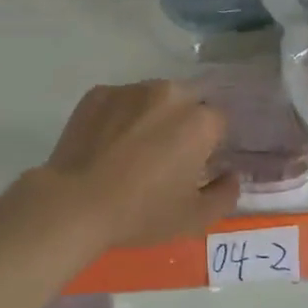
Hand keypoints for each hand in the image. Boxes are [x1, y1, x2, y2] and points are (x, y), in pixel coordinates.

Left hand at [38, 81, 240, 249]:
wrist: (75, 204)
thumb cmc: (141, 213)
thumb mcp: (194, 218)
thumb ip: (226, 194)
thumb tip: (232, 176)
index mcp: (200, 120)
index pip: (218, 124)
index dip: (209, 146)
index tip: (194, 168)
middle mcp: (169, 94)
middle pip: (188, 103)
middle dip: (183, 124)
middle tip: (165, 157)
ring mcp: (130, 89)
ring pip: (153, 99)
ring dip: (152, 117)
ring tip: (132, 150)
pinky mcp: (98, 93)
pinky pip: (120, 101)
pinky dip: (120, 117)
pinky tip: (107, 145)